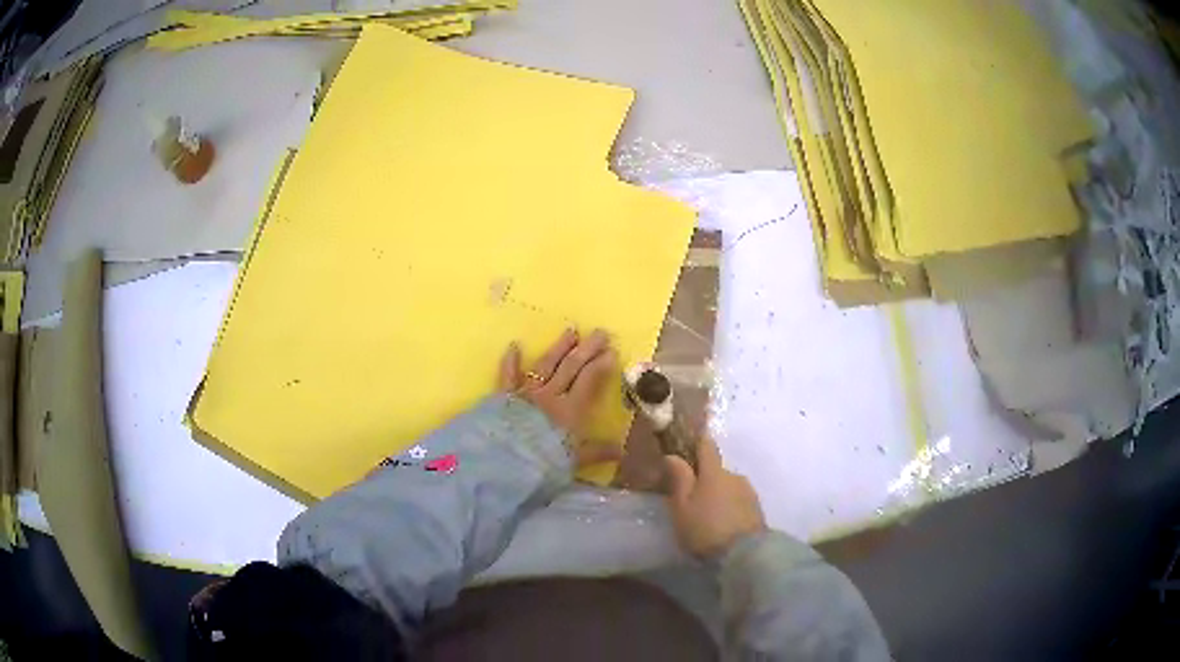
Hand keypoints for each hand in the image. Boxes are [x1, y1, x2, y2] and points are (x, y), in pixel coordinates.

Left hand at [499, 328, 620, 467]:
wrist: (504, 463)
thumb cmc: (543, 464)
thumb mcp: (574, 461)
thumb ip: (597, 452)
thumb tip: (622, 451)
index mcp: (570, 410)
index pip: (589, 380)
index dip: (601, 365)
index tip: (612, 351)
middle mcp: (550, 395)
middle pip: (571, 367)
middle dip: (587, 349)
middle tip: (600, 333)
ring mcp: (526, 393)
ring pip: (545, 365)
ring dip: (559, 348)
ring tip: (571, 331)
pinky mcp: (504, 397)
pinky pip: (508, 375)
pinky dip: (511, 361)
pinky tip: (514, 345)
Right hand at [664, 437, 766, 557]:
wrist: (744, 554)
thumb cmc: (705, 529)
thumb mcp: (682, 507)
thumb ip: (679, 479)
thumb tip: (672, 455)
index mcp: (714, 472)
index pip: (706, 446)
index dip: (697, 441)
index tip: (687, 443)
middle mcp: (734, 476)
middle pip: (717, 470)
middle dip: (705, 479)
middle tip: (691, 497)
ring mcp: (749, 492)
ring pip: (729, 486)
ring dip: (718, 495)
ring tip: (707, 515)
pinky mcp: (757, 510)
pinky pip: (738, 501)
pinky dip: (729, 507)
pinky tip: (722, 523)